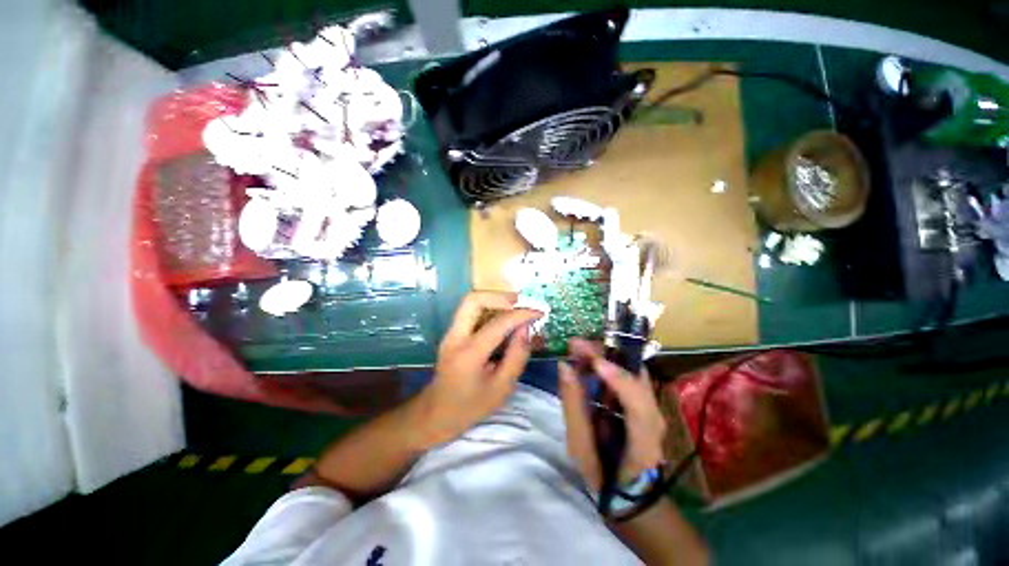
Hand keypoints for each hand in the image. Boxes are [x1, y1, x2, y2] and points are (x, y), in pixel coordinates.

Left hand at [416, 291, 541, 444]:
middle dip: (501, 297)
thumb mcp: (502, 388)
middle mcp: (456, 336)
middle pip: (474, 300)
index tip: (539, 312)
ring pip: (471, 302)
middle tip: (523, 303)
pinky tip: (504, 317)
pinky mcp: (452, 333)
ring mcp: (451, 332)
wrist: (435, 414)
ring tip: (517, 307)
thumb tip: (526, 329)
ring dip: (495, 300)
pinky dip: (489, 307)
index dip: (521, 314)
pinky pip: (471, 311)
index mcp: (469, 354)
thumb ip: (517, 356)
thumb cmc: (470, 406)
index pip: (498, 323)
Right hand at [559, 338, 666, 490]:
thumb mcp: (579, 446)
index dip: (618, 379)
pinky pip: (627, 374)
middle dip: (606, 355)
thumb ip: (573, 406)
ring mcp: (652, 406)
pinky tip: (588, 361)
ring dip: (605, 355)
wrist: (627, 489)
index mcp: (643, 440)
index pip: (639, 405)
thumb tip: (565, 366)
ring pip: (632, 369)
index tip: (592, 361)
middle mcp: (654, 417)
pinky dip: (607, 363)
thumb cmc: (602, 472)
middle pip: (636, 375)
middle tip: (575, 344)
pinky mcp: (644, 400)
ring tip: (578, 349)